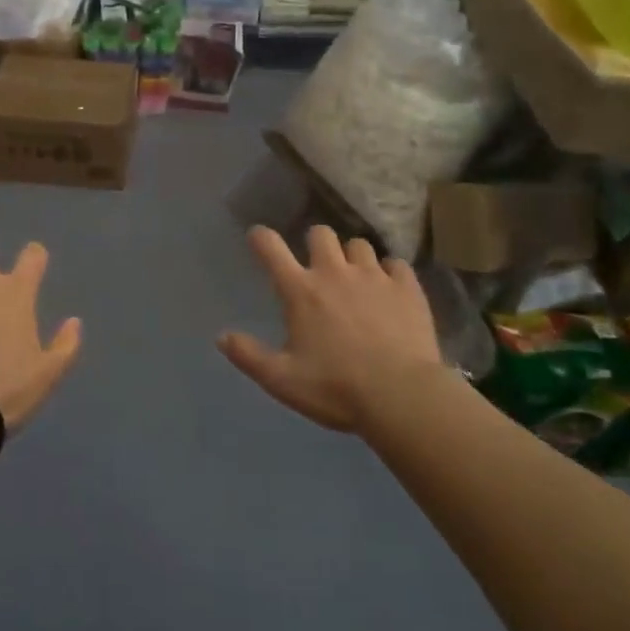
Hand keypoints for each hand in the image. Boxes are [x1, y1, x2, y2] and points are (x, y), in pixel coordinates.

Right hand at [219, 225, 445, 433]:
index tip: (257, 236)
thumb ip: (249, 356)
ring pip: (359, 245)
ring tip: (356, 277)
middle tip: (317, 264)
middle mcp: (335, 273)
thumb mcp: (282, 380)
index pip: (272, 249)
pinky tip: (390, 290)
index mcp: (300, 291)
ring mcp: (374, 277)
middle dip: (315, 243)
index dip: (261, 238)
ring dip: (352, 257)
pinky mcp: (407, 288)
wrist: (402, 396)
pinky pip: (396, 264)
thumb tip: (222, 337)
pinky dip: (390, 272)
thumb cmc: (335, 388)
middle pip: (320, 234)